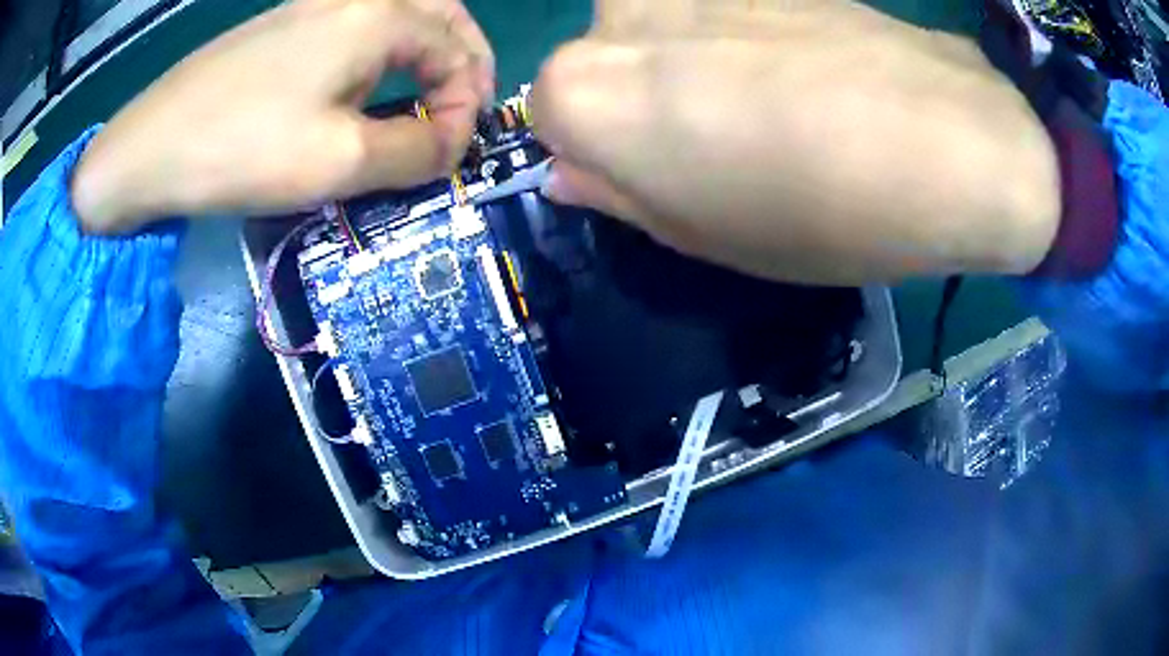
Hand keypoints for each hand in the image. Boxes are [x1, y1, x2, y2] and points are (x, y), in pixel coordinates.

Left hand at [72, 0, 493, 233]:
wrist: (150, 146)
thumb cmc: (243, 149)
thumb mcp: (340, 162)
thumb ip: (416, 151)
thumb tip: (453, 144)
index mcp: (377, 17)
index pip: (455, 51)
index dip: (467, 103)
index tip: (451, 153)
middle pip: (440, 12)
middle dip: (464, 59)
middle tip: (461, 107)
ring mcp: (314, 5)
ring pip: (401, 11)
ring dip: (428, 48)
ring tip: (426, 93)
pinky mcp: (285, 24)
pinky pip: (359, 22)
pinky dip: (386, 47)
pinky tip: (369, 79)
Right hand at [532, 0, 1059, 284]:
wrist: (956, 145)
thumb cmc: (824, 214)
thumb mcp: (708, 237)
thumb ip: (620, 195)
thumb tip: (570, 172)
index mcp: (589, 91)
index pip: (550, 118)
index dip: (605, 151)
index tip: (663, 175)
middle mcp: (621, 15)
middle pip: (604, 64)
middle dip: (645, 103)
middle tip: (726, 146)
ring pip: (664, 32)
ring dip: (698, 68)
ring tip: (782, 109)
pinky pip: (723, 13)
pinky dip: (748, 41)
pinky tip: (811, 74)